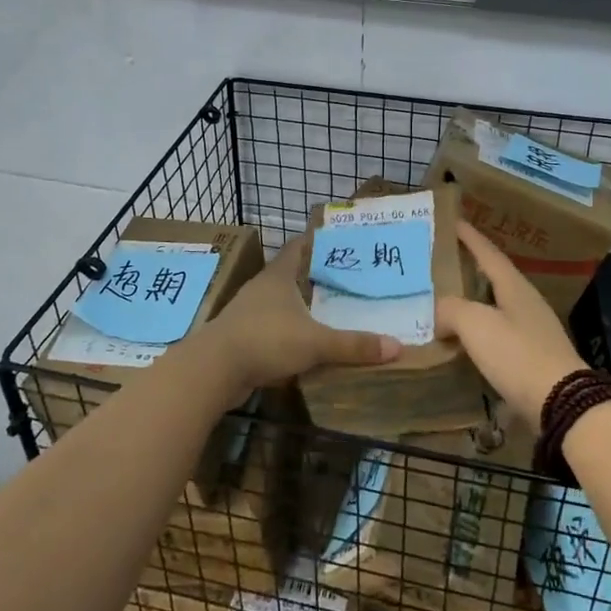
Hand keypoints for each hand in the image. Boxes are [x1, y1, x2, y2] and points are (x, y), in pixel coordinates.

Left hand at [190, 236, 399, 398]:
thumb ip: (353, 345)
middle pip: (290, 274)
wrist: (213, 370)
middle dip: (313, 275)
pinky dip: (287, 330)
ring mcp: (247, 312)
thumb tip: (396, 347)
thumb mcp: (315, 343)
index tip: (337, 239)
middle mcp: (261, 288)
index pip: (298, 247)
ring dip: (299, 305)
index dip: (315, 241)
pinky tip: (302, 342)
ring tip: (327, 310)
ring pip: (279, 302)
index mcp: (278, 276)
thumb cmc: (265, 340)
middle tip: (344, 277)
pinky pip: (270, 327)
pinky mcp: (240, 337)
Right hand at [435, 221, 586, 429]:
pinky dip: (478, 332)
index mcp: (514, 287)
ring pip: (496, 307)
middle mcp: (526, 303)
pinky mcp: (532, 358)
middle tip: (443, 263)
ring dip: (473, 302)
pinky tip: (464, 341)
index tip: (453, 221)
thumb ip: (451, 309)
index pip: (488, 253)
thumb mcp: (476, 324)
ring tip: (447, 302)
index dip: (470, 238)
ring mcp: (533, 331)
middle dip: (470, 269)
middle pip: (494, 278)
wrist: (561, 403)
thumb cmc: (517, 354)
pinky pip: (498, 335)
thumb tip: (438, 312)